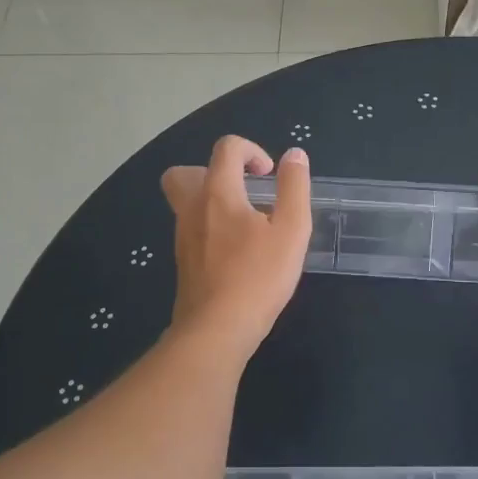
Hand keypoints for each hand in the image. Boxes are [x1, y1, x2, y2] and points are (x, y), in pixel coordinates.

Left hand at [161, 136, 311, 356]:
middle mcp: (192, 209)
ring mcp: (183, 237)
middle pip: (184, 173)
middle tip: (242, 190)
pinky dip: (211, 228)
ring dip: (213, 201)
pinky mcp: (183, 262)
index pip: (226, 149)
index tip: (269, 175)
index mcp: (218, 193)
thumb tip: (294, 155)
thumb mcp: (291, 230)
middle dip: (213, 171)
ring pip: (186, 203)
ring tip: (247, 223)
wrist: (216, 329)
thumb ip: (294, 188)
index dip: (251, 150)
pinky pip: (192, 230)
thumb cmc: (258, 277)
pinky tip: (237, 252)